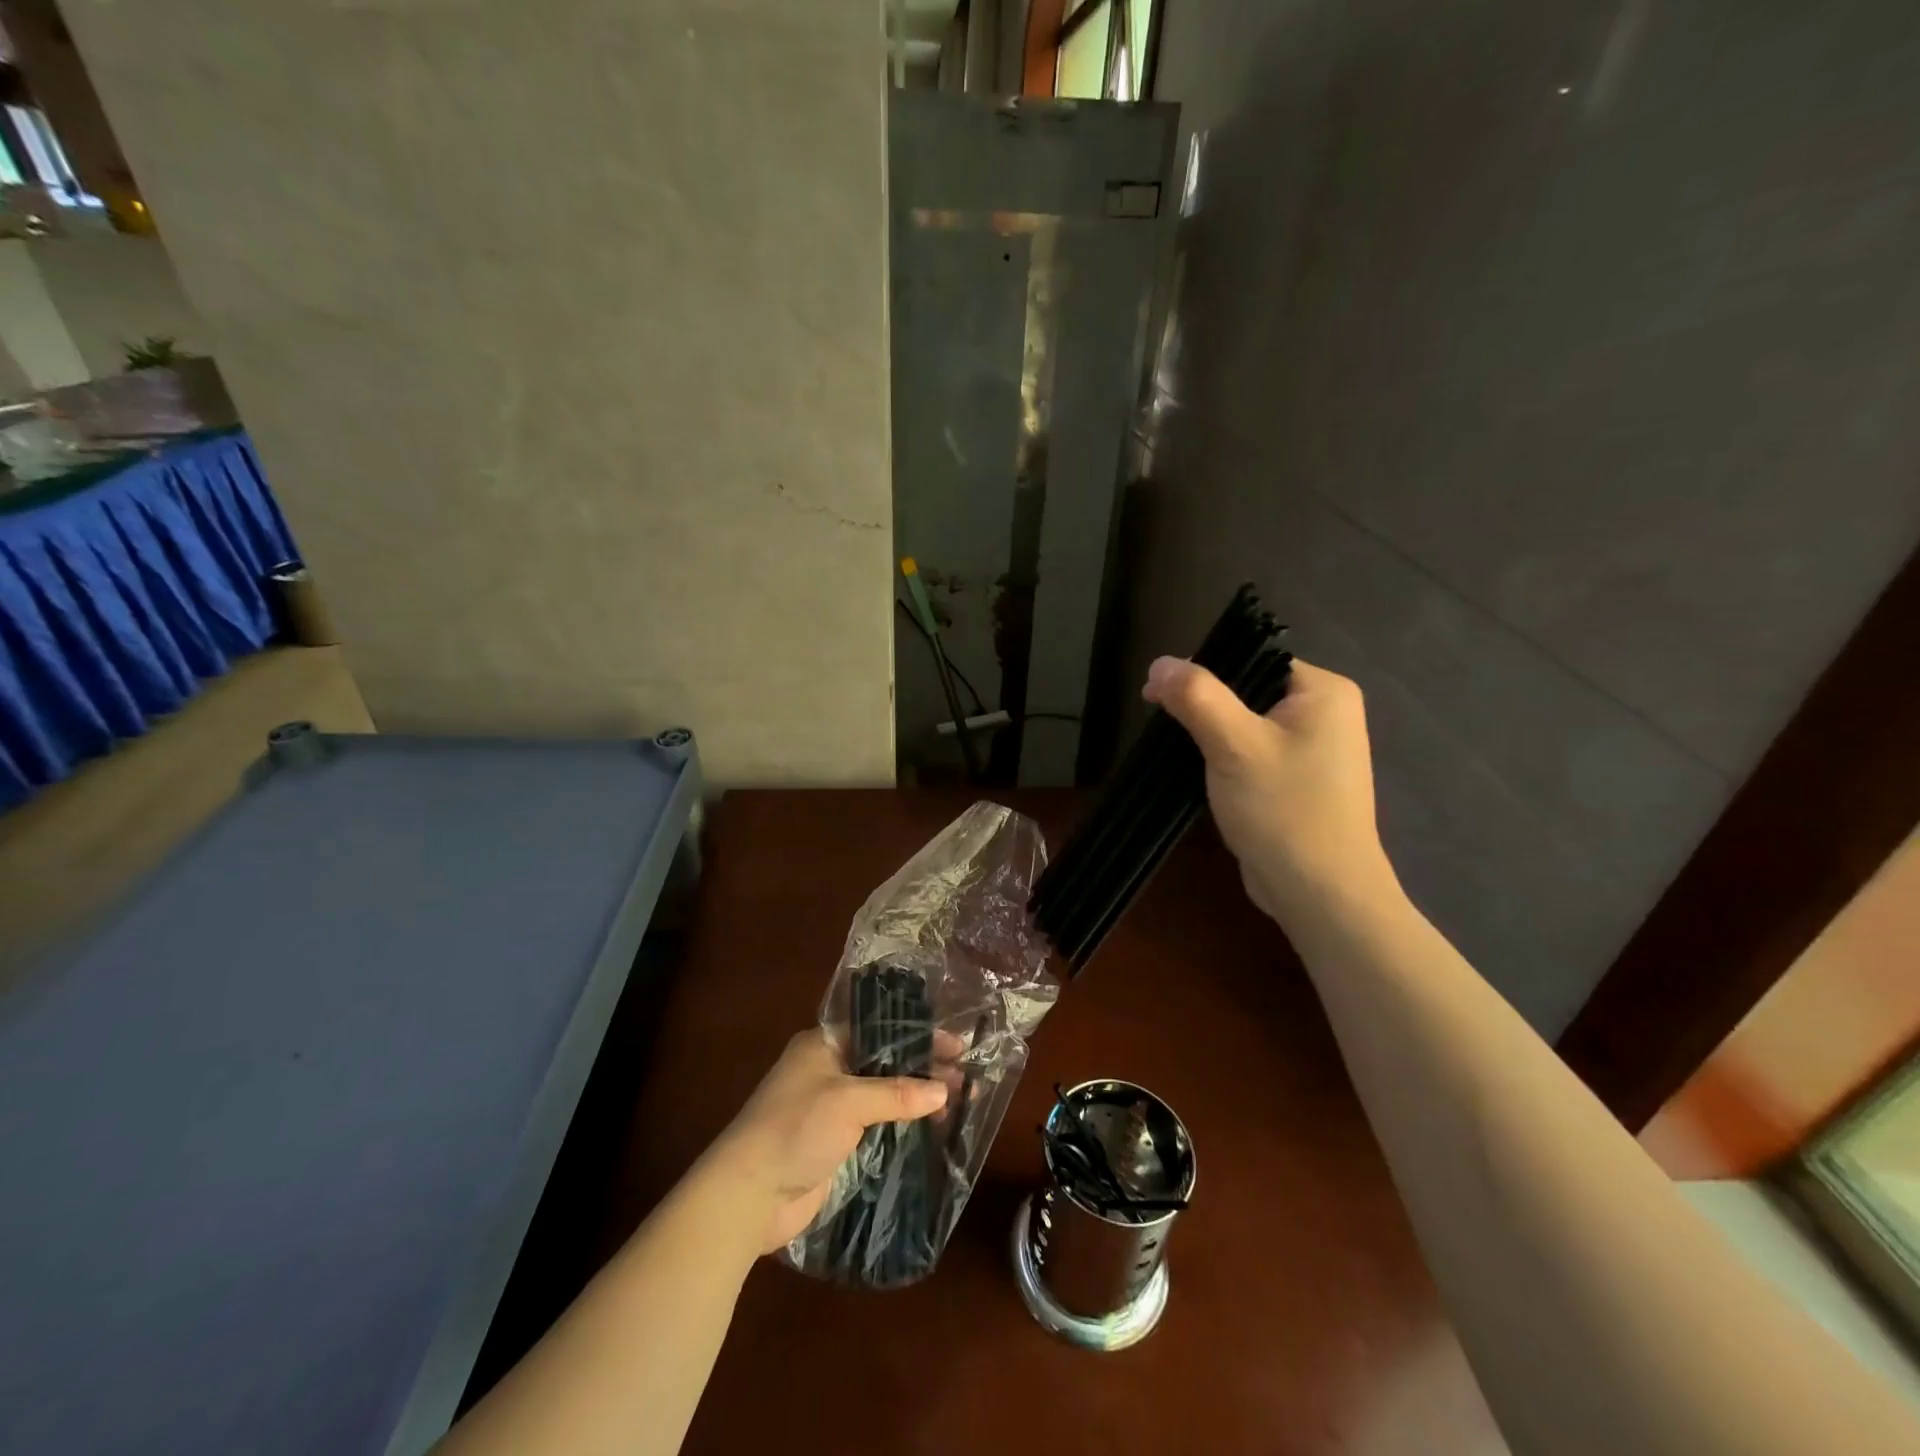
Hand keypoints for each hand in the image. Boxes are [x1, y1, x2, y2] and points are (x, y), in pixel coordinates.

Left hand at [700, 1030, 947, 1254]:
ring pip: (884, 1094)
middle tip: (964, 1075)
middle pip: (885, 1061)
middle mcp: (828, 1069)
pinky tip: (932, 1129)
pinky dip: (902, 1124)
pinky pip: (877, 1125)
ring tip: (958, 1101)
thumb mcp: (847, 1102)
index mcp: (824, 1044)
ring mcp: (832, 1108)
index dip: (917, 1034)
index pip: (880, 1028)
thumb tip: (944, 1091)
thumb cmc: (794, 1129)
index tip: (955, 1043)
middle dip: (922, 1067)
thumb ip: (897, 1093)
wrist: (748, 1196)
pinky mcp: (836, 1142)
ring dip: (916, 1097)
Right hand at [1143, 655, 1393, 922]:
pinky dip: (1223, 757)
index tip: (1160, 694)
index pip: (1253, 658)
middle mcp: (1325, 713)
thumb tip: (1159, 662)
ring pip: (1245, 723)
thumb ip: (1196, 697)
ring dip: (1209, 734)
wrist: (1319, 893)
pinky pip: (1251, 752)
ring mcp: (1313, 750)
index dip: (1204, 670)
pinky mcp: (1296, 780)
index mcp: (1323, 692)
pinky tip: (1198, 772)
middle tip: (1163, 723)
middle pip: (1247, 689)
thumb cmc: (1283, 810)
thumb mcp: (1234, 745)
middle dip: (1203, 706)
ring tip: (1176, 749)